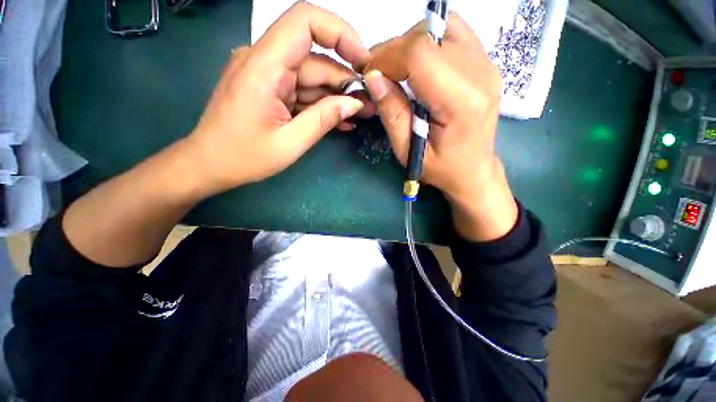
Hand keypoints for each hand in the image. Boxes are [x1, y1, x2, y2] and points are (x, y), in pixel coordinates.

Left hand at [187, 2, 370, 195]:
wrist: (209, 164)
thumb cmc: (244, 157)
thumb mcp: (290, 143)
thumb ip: (323, 120)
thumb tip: (354, 103)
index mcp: (264, 66)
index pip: (305, 21)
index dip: (340, 34)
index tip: (362, 62)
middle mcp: (264, 60)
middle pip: (315, 58)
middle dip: (345, 80)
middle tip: (368, 104)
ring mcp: (267, 75)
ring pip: (311, 77)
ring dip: (337, 95)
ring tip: (361, 114)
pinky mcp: (270, 89)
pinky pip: (302, 90)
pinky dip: (321, 103)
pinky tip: (341, 119)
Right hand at [364, 13, 517, 241]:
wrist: (473, 170)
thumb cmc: (440, 168)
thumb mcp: (408, 150)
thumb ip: (392, 113)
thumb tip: (372, 78)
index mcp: (461, 102)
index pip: (421, 53)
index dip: (388, 57)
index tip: (371, 75)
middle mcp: (481, 74)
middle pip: (429, 36)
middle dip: (395, 50)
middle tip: (380, 75)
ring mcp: (487, 65)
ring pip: (441, 28)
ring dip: (411, 46)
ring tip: (398, 71)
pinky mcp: (486, 63)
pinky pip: (452, 35)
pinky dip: (428, 44)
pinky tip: (419, 68)